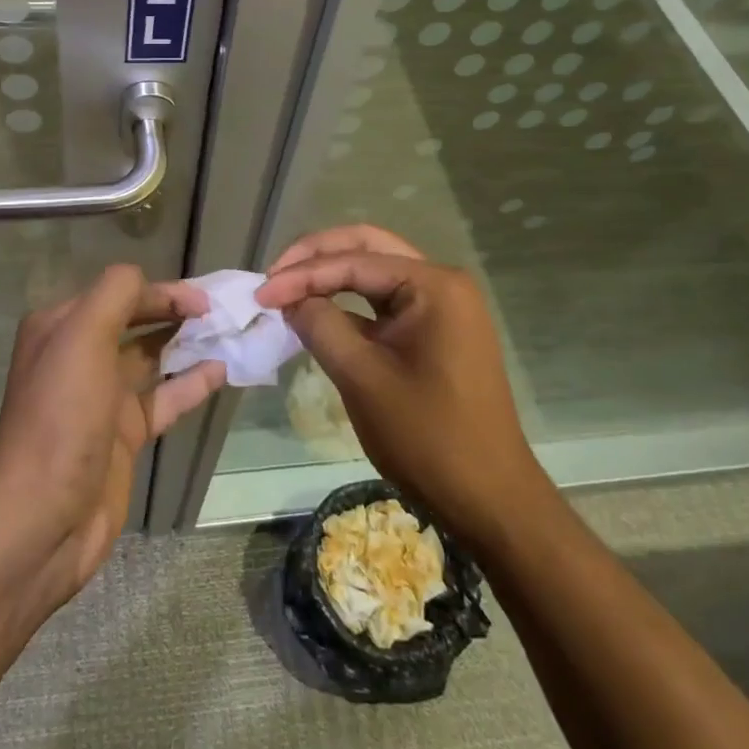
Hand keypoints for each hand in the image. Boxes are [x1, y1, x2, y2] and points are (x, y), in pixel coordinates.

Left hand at [0, 264, 226, 600]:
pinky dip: (191, 384)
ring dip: (188, 345)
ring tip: (230, 336)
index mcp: (62, 328)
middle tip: (223, 313)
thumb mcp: (82, 338)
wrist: (42, 518)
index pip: (119, 292)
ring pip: (153, 359)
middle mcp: (80, 357)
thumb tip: (148, 280)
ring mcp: (102, 398)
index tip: (205, 300)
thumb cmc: (62, 417)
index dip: (161, 291)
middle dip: (177, 313)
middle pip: (136, 322)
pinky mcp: (123, 435)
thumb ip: (116, 294)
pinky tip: (221, 372)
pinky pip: (163, 400)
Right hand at [256, 225, 542, 546]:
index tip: (260, 294)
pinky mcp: (435, 332)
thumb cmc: (428, 437)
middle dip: (316, 258)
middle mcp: (441, 284)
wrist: (489, 498)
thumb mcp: (363, 378)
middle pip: (367, 249)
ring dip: (330, 276)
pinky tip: (317, 313)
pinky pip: (384, 304)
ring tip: (287, 290)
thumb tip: (289, 299)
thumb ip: (321, 326)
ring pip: (375, 273)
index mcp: (433, 285)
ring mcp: (442, 308)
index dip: (301, 274)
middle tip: (273, 277)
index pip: (354, 261)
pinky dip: (348, 304)